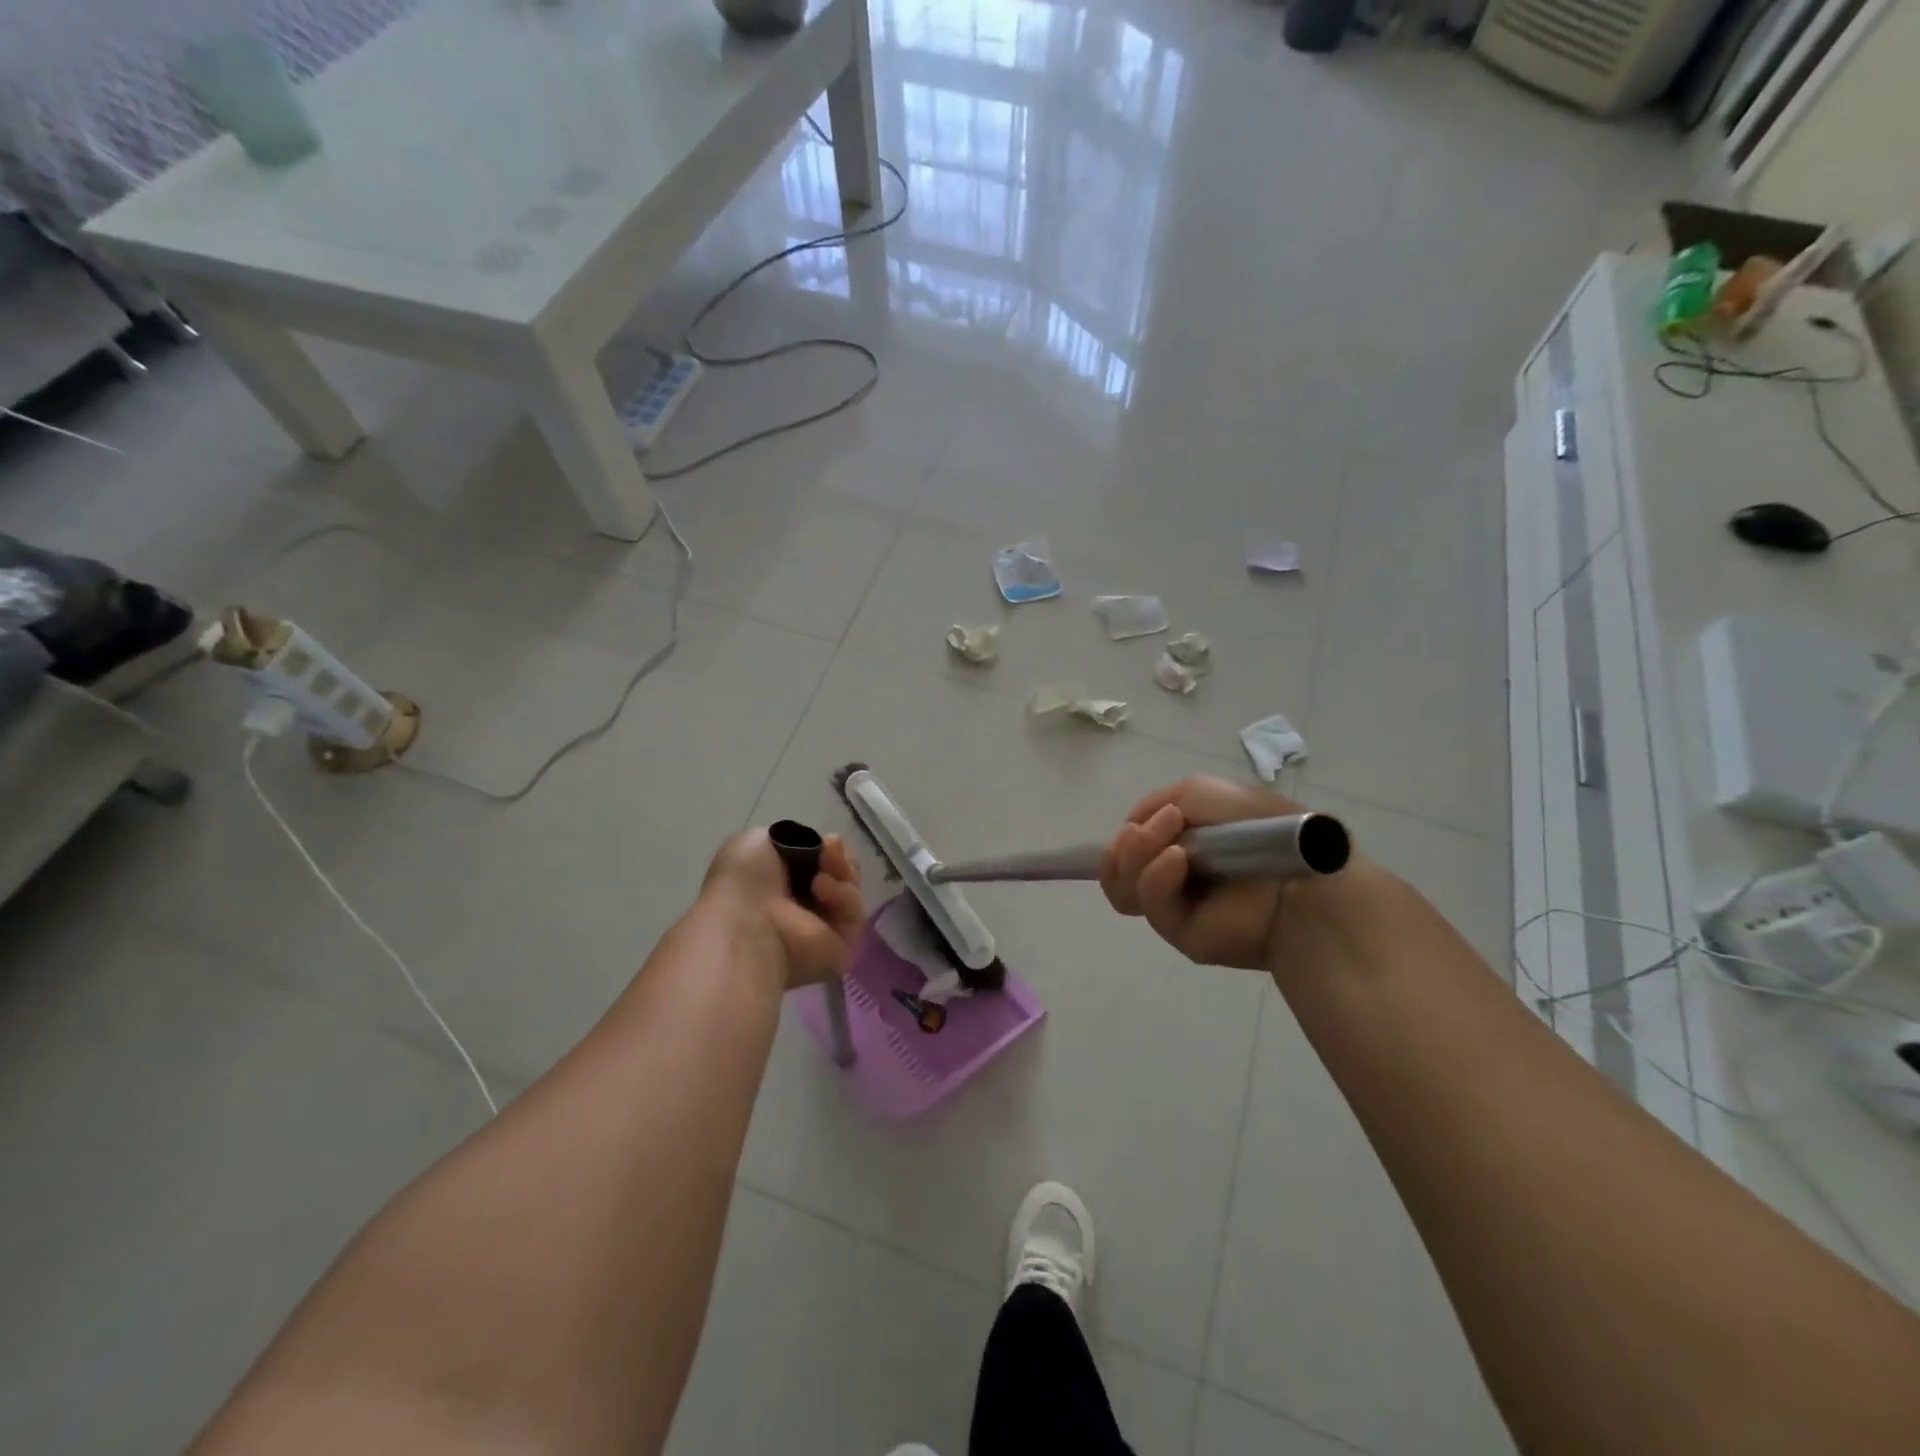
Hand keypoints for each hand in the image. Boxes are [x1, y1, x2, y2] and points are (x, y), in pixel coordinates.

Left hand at [701, 829, 864, 989]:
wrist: (748, 921)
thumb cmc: (744, 881)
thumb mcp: (755, 842)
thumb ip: (786, 839)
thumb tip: (811, 846)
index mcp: (781, 885)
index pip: (818, 862)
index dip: (825, 847)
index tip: (825, 840)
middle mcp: (803, 907)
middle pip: (841, 874)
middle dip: (839, 857)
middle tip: (830, 848)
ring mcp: (824, 928)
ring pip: (851, 889)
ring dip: (841, 871)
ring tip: (822, 870)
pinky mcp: (843, 945)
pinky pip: (854, 912)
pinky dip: (842, 894)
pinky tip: (821, 889)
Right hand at [1099, 775, 1358, 972]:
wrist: (1303, 875)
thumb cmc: (1261, 827)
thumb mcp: (1205, 793)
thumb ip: (1160, 800)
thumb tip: (1131, 827)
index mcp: (1181, 844)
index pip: (1131, 843)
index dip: (1128, 831)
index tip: (1144, 819)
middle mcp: (1173, 875)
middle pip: (1118, 865)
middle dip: (1130, 842)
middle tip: (1162, 827)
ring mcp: (1175, 905)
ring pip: (1122, 884)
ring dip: (1137, 854)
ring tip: (1173, 844)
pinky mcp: (1179, 932)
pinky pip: (1148, 903)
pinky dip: (1156, 876)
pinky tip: (1179, 860)